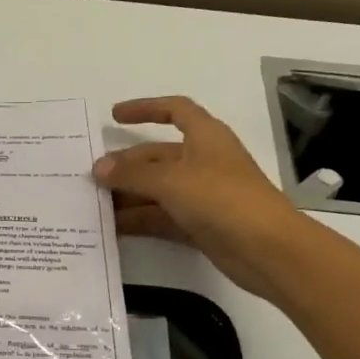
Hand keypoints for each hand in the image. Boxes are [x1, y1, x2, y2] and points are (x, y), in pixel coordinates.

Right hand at [92, 96, 304, 301]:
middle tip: (91, 178)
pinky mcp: (200, 225)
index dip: (145, 109)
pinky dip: (140, 220)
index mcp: (205, 137)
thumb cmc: (223, 199)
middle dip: (126, 165)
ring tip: (93, 206)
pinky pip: (162, 217)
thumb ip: (132, 174)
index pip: (175, 110)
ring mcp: (202, 195)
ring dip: (128, 196)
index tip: (114, 116)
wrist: (268, 250)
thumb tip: (98, 168)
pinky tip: (112, 229)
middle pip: (158, 156)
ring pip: (157, 189)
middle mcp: (203, 162)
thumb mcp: (172, 181)